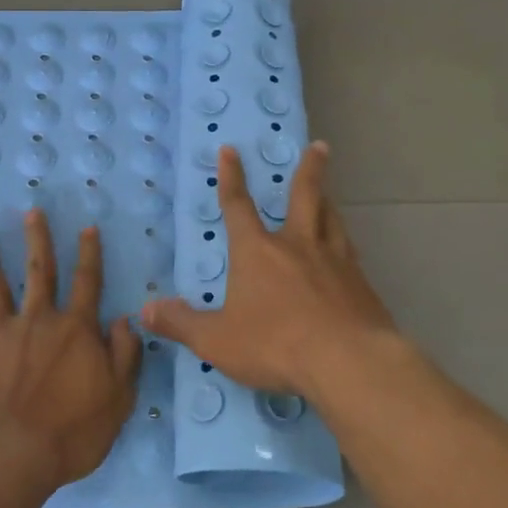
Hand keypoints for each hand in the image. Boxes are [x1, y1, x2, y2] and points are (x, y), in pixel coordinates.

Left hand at [0, 210, 140, 491]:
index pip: (88, 283)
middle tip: (32, 211)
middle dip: (38, 240)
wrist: (13, 455)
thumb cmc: (72, 432)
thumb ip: (124, 355)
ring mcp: (0, 334)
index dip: (90, 254)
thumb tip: (125, 320)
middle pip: (40, 272)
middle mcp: (38, 321)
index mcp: (76, 330)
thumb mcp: (118, 398)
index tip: (88, 227)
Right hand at [140, 142, 394, 402]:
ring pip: (332, 219)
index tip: (230, 150)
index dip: (231, 177)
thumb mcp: (218, 340)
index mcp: (257, 252)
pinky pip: (350, 253)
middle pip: (305, 196)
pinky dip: (345, 243)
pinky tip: (348, 252)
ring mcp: (335, 261)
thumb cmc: (276, 345)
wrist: (349, 361)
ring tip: (328, 193)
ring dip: (328, 201)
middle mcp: (298, 246)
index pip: (238, 206)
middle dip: (309, 169)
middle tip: (319, 146)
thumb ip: (182, 324)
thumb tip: (146, 310)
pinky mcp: (361, 283)